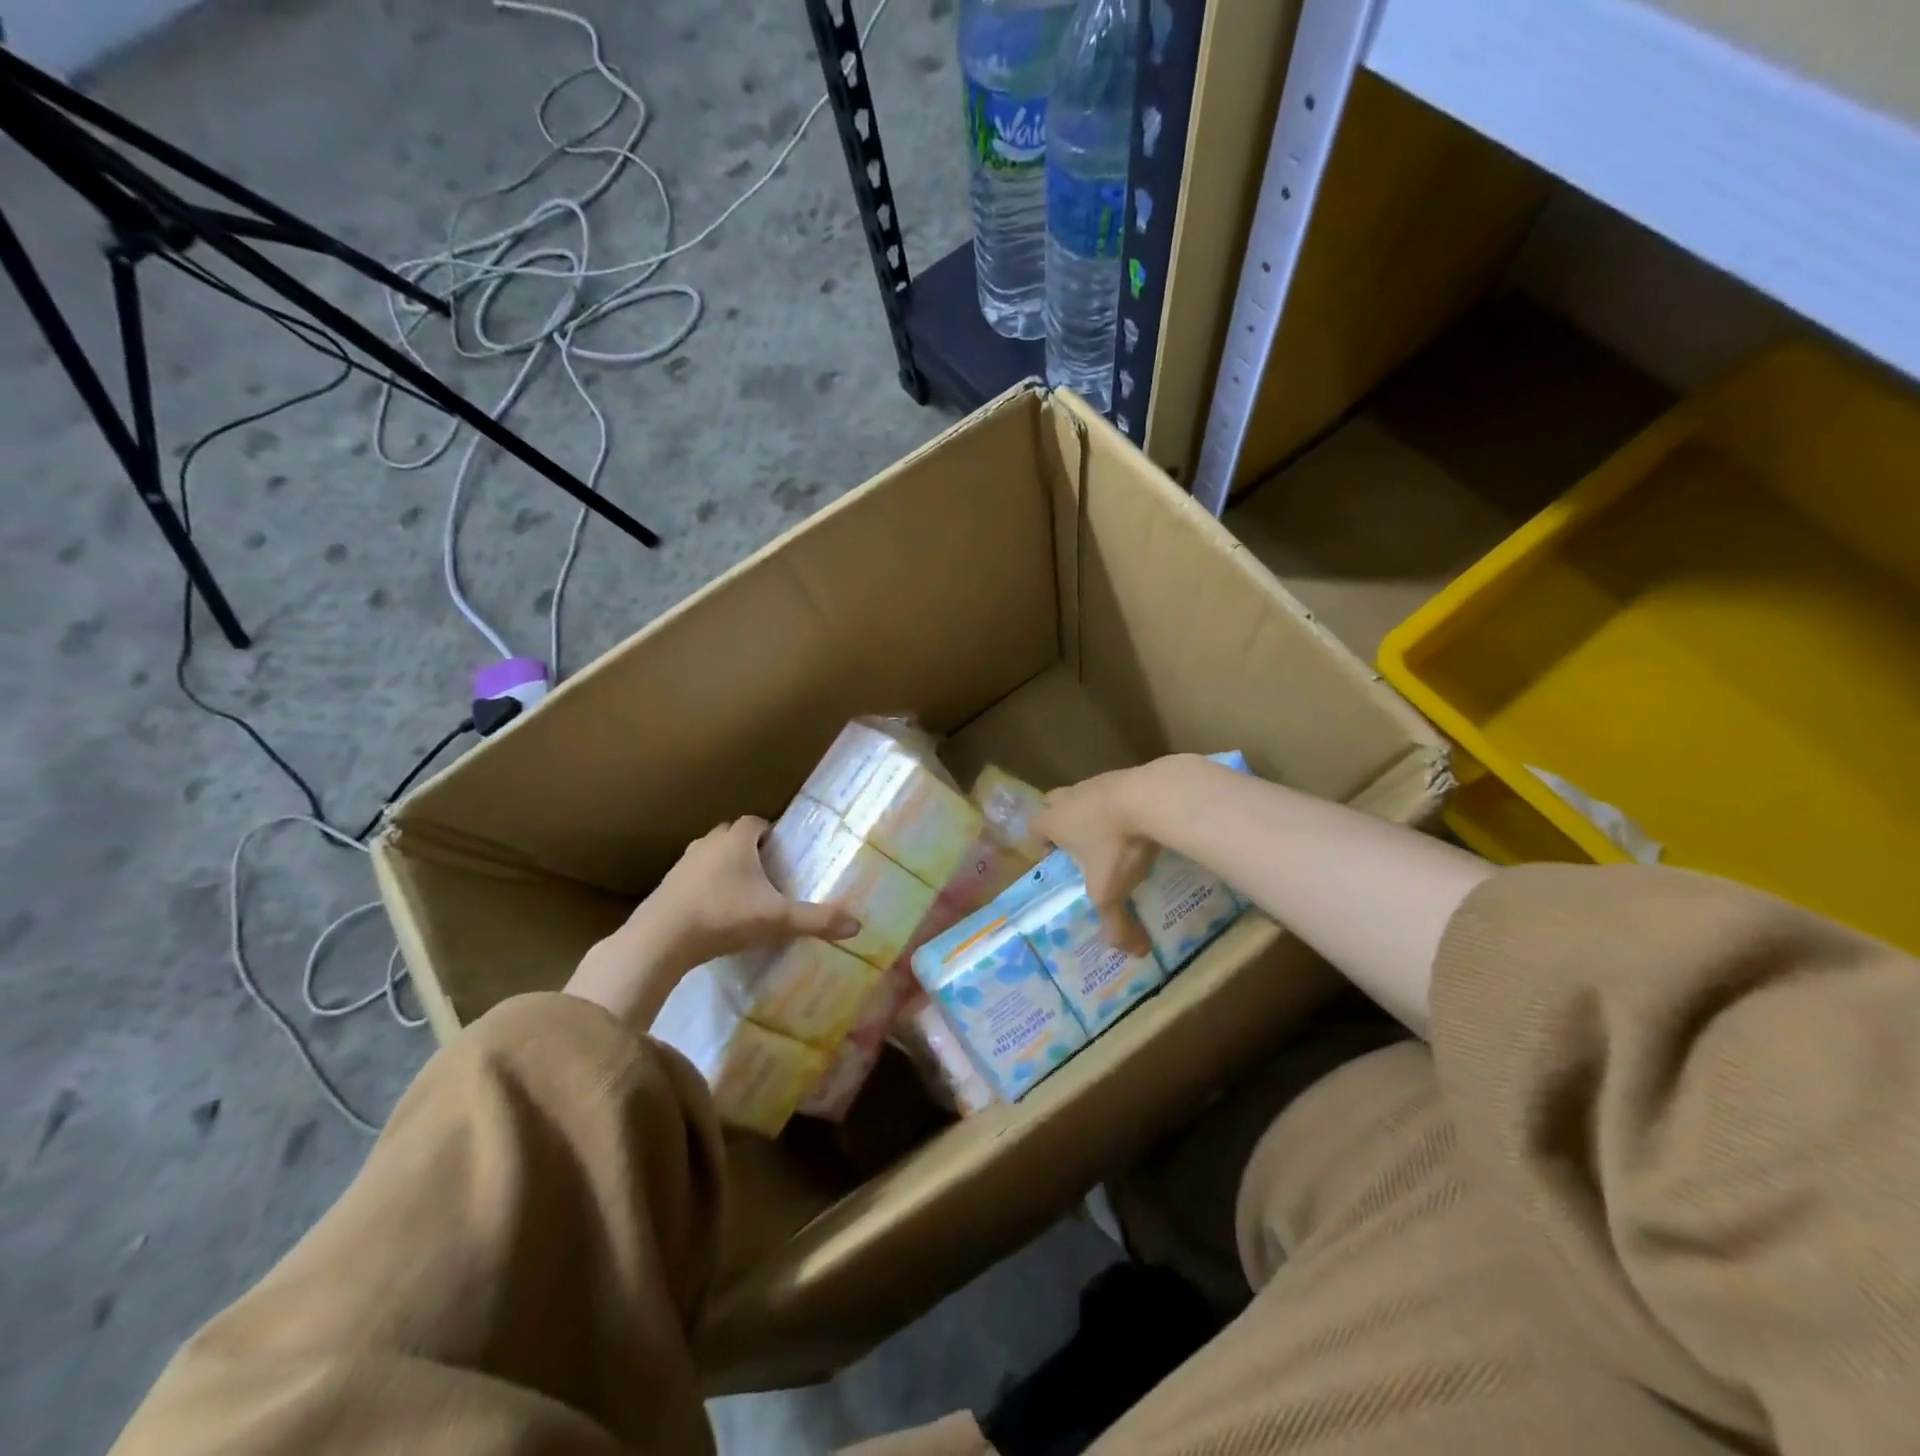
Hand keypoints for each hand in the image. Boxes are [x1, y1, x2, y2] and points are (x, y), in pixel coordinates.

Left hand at [565, 818, 860, 1027]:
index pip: (756, 821)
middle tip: (767, 871)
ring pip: (709, 855)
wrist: (660, 939)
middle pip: (731, 835)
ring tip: (742, 891)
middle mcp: (708, 843)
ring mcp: (683, 864)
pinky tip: (714, 911)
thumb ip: (817, 920)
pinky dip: (704, 886)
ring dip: (724, 866)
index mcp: (737, 841)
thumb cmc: (724, 916)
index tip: (782, 851)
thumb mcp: (777, 920)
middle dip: (748, 848)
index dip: (770, 832)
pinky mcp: (666, 886)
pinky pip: (692, 877)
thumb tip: (858, 925)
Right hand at [1033, 767, 1161, 957]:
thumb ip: (1117, 924)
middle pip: (1054, 804)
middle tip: (1081, 846)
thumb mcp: (1111, 891)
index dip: (1041, 843)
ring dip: (1094, 813)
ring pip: (1085, 795)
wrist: (1153, 797)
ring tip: (1115, 837)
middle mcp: (1069, 797)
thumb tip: (1134, 953)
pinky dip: (1123, 804)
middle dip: (1063, 822)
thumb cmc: (1117, 845)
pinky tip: (1140, 822)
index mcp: (1053, 821)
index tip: (1057, 860)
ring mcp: (1097, 781)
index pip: (1034, 828)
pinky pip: (1115, 790)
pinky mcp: (1126, 773)